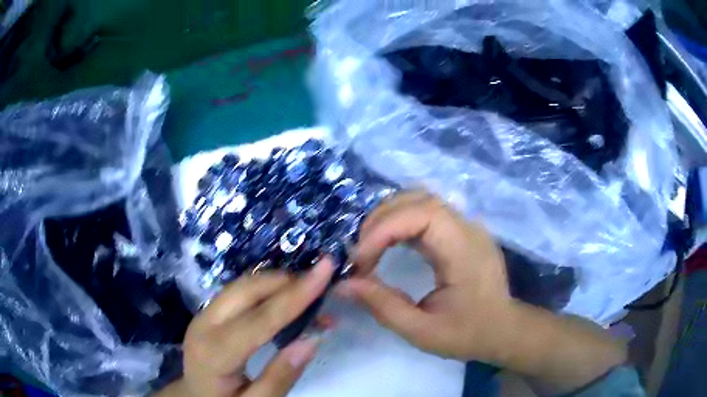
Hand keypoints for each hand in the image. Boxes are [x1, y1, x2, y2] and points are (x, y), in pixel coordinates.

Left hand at [156, 258, 334, 396]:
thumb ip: (281, 377)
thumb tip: (312, 339)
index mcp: (215, 353)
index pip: (260, 319)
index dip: (295, 295)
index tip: (326, 270)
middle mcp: (204, 324)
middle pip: (247, 290)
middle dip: (286, 281)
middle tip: (321, 281)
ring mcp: (203, 315)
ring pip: (241, 285)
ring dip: (276, 282)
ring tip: (308, 291)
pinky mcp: (207, 313)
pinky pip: (238, 292)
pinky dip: (265, 290)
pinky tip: (284, 299)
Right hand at [337, 192, 513, 361]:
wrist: (502, 329)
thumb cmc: (467, 333)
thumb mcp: (422, 331)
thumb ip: (383, 306)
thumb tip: (343, 285)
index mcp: (464, 250)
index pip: (421, 214)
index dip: (384, 230)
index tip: (360, 261)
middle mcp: (467, 227)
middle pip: (418, 199)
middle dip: (380, 220)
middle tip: (359, 253)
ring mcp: (466, 225)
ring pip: (421, 199)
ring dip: (389, 216)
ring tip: (369, 246)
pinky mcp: (460, 230)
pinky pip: (426, 211)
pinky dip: (401, 221)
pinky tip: (388, 243)